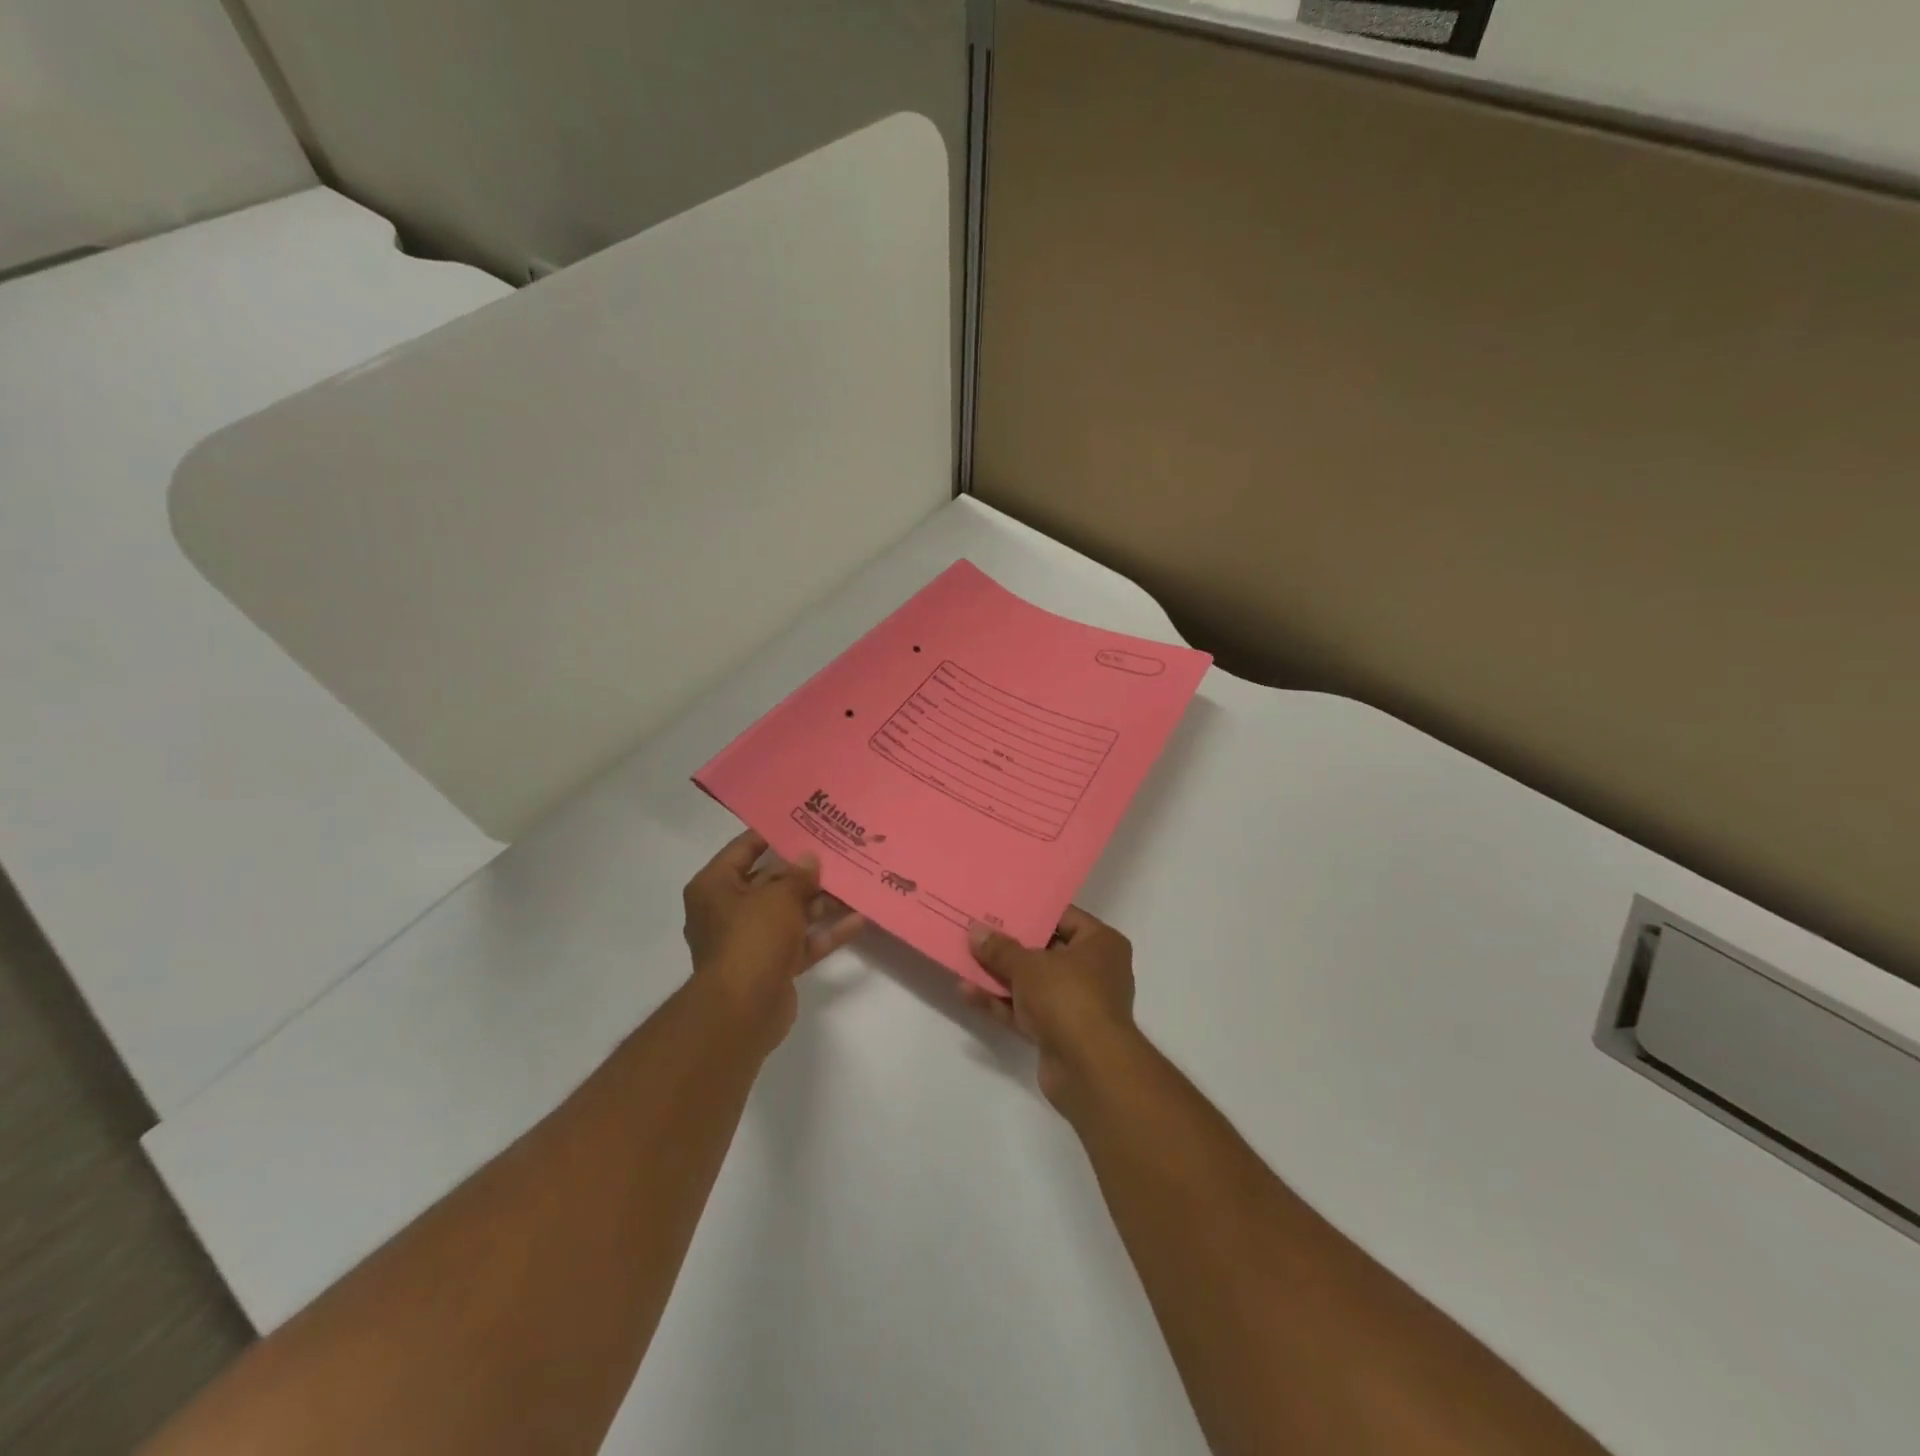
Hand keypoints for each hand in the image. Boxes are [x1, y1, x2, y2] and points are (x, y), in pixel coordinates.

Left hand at [682, 831, 864, 1052]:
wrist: (742, 1010)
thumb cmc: (751, 938)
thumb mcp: (778, 896)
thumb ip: (798, 875)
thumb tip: (809, 859)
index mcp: (714, 887)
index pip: (743, 850)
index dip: (772, 834)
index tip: (804, 822)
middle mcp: (728, 911)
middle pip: (770, 882)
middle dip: (804, 871)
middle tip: (837, 851)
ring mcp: (751, 941)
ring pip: (789, 913)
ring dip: (820, 902)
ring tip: (854, 882)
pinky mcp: (772, 965)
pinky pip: (801, 942)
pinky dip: (825, 933)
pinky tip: (858, 920)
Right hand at [964, 907, 1138, 1112]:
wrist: (1089, 1070)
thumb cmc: (1068, 997)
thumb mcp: (1029, 965)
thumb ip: (1000, 949)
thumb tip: (976, 931)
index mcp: (1101, 944)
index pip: (1065, 917)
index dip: (1032, 912)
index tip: (1000, 906)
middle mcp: (1094, 971)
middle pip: (1046, 951)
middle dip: (1010, 945)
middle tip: (976, 931)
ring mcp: (1077, 1005)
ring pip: (1033, 984)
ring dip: (999, 976)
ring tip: (963, 959)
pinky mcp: (1059, 1033)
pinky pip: (1026, 1011)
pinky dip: (1001, 1003)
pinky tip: (967, 993)